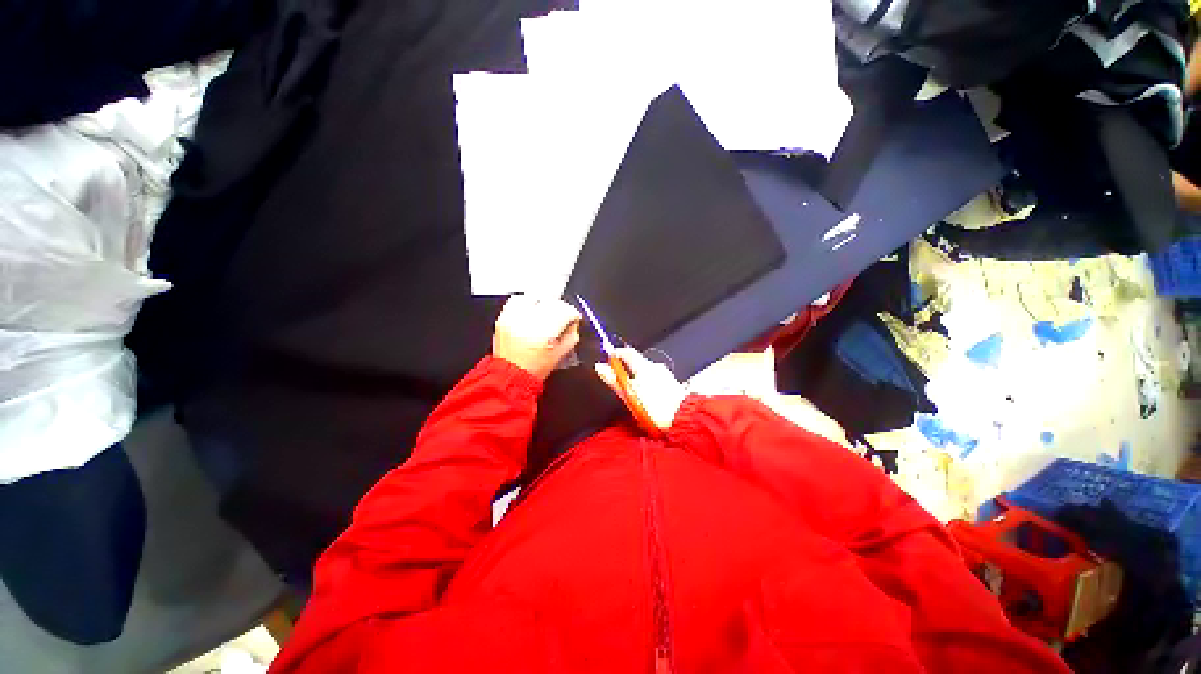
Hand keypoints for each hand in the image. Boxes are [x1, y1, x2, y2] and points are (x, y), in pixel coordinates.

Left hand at [493, 295, 581, 379]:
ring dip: (543, 303)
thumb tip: (573, 324)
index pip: (564, 311)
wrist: (509, 376)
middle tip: (562, 316)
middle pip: (550, 302)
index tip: (574, 318)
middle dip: (560, 308)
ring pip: (534, 297)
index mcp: (545, 332)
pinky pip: (516, 301)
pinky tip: (530, 313)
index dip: (573, 314)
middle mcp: (528, 321)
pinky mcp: (503, 318)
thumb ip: (571, 336)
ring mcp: (514, 318)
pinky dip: (526, 303)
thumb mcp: (560, 354)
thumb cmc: (534, 369)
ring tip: (545, 313)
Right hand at [594, 347, 686, 431]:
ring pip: (647, 371)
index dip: (617, 353)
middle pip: (638, 361)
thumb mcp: (629, 394)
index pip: (627, 352)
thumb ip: (614, 380)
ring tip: (633, 392)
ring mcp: (665, 375)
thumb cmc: (655, 408)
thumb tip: (600, 367)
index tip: (609, 356)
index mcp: (644, 366)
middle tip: (618, 377)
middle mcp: (656, 367)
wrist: (682, 419)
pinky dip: (648, 384)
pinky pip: (656, 379)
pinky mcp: (672, 384)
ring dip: (638, 377)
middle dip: (627, 367)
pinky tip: (647, 397)